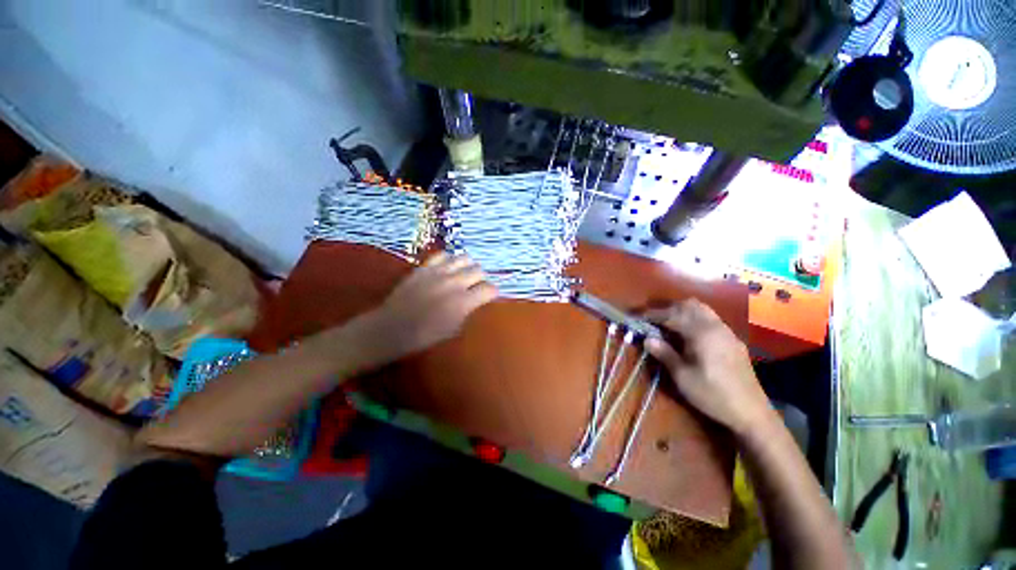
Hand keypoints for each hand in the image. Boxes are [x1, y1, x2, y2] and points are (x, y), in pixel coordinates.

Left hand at [365, 253, 497, 359]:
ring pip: (464, 258)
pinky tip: (447, 268)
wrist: (392, 328)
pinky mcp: (425, 267)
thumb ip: (468, 310)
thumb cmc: (425, 335)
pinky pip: (443, 255)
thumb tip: (475, 300)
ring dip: (467, 266)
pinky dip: (449, 260)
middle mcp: (454, 283)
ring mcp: (439, 272)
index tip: (489, 296)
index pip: (489, 288)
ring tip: (463, 275)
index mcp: (464, 302)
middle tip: (475, 286)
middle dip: (481, 278)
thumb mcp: (454, 328)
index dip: (492, 292)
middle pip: (479, 270)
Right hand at [643, 299, 771, 436]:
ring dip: (683, 312)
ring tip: (669, 325)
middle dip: (669, 309)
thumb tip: (647, 339)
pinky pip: (711, 320)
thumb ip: (664, 353)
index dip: (652, 315)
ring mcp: (727, 332)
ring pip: (702, 310)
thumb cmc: (712, 394)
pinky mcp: (733, 340)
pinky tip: (690, 336)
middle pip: (689, 305)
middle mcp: (715, 326)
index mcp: (701, 333)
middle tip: (654, 321)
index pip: (672, 315)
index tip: (638, 318)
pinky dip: (695, 319)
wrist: (752, 413)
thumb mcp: (682, 376)